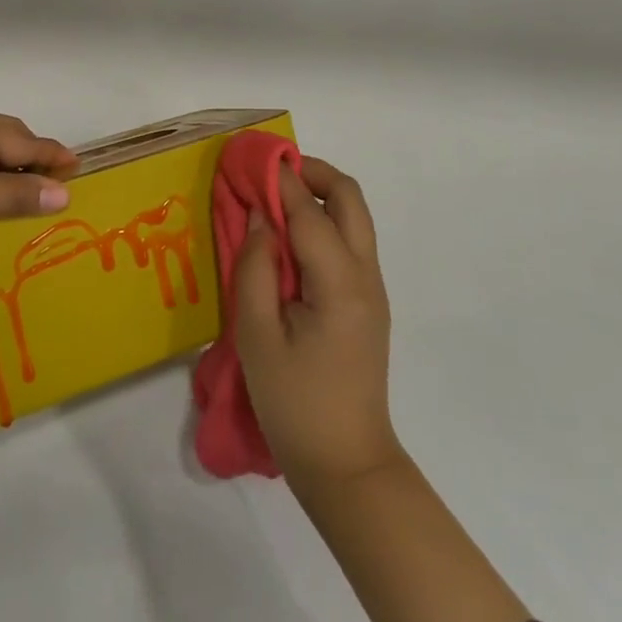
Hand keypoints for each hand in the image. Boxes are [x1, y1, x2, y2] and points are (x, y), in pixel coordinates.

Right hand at [233, 158, 405, 491]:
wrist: (346, 465)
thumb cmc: (295, 403)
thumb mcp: (258, 336)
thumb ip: (256, 268)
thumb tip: (259, 218)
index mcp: (339, 283)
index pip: (308, 212)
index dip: (278, 179)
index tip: (249, 157)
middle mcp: (365, 276)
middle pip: (349, 199)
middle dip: (312, 173)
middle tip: (269, 172)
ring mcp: (371, 290)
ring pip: (354, 218)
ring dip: (318, 195)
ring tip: (274, 197)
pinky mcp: (367, 303)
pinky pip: (348, 243)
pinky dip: (322, 221)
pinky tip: (289, 236)